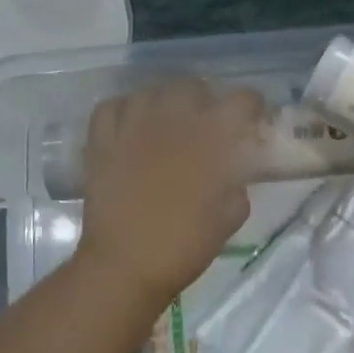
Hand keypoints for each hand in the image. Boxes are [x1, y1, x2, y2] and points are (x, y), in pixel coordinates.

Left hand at [75, 79, 262, 313]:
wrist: (126, 266)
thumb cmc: (185, 246)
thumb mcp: (230, 216)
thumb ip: (238, 183)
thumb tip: (235, 169)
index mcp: (209, 140)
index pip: (241, 101)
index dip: (251, 107)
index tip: (251, 121)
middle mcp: (171, 122)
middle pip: (193, 86)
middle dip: (205, 100)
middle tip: (206, 123)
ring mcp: (132, 128)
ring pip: (151, 91)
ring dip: (165, 102)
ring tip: (167, 122)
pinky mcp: (102, 141)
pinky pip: (112, 107)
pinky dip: (124, 110)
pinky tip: (132, 126)